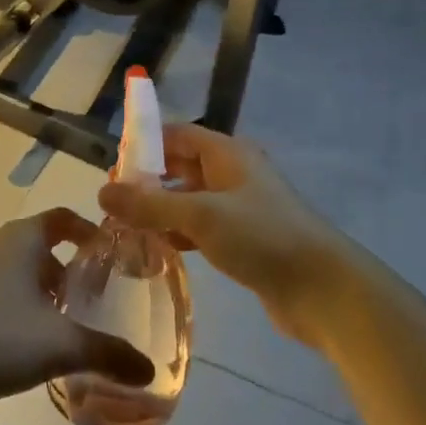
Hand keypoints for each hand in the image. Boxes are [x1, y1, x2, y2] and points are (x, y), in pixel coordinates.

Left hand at [0, 211, 155, 401]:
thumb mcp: (60, 347)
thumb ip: (108, 355)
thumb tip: (148, 371)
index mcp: (23, 239)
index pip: (63, 218)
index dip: (87, 231)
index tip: (106, 255)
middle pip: (39, 245)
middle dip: (65, 270)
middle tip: (86, 302)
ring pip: (13, 268)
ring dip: (36, 288)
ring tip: (53, 326)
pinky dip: (9, 303)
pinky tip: (12, 342)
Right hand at [98, 124, 357, 347]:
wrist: (324, 290)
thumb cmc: (262, 237)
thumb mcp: (200, 216)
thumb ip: (149, 204)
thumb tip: (101, 193)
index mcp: (228, 154)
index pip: (178, 134)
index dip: (145, 144)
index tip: (112, 168)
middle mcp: (234, 174)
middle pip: (182, 166)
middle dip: (148, 180)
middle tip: (113, 202)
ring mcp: (241, 208)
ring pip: (190, 199)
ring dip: (161, 210)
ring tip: (126, 227)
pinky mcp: (244, 240)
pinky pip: (202, 228)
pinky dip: (179, 234)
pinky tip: (158, 250)